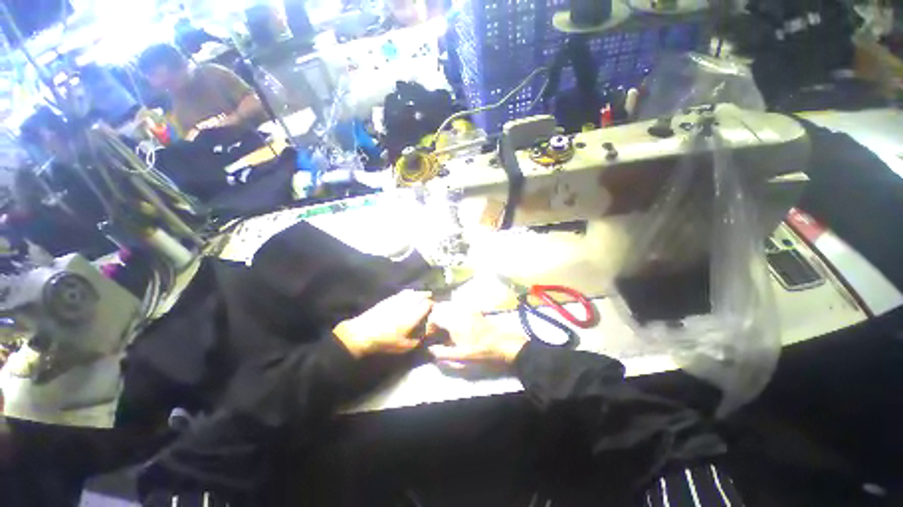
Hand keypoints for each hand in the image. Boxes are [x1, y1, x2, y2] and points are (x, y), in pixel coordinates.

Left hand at [333, 290, 433, 357]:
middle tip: (430, 298)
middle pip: (420, 295)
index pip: (427, 304)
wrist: (363, 332)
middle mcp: (407, 305)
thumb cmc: (385, 341)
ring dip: (418, 292)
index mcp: (413, 316)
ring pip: (411, 292)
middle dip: (427, 295)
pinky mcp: (389, 299)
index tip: (434, 307)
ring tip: (422, 294)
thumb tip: (426, 335)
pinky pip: (402, 293)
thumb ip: (417, 341)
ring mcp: (397, 300)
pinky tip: (408, 295)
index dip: (432, 305)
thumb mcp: (403, 346)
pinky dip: (408, 293)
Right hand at [426, 305, 528, 364]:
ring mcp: (467, 309)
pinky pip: (459, 308)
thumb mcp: (460, 356)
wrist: (502, 344)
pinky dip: (454, 314)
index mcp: (454, 321)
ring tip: (448, 330)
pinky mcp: (474, 310)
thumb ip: (442, 353)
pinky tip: (459, 326)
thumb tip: (429, 349)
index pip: (435, 317)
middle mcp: (459, 311)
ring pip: (450, 308)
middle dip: (437, 320)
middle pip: (441, 310)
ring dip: (445, 316)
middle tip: (438, 333)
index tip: (432, 336)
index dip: (430, 327)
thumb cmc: (480, 351)